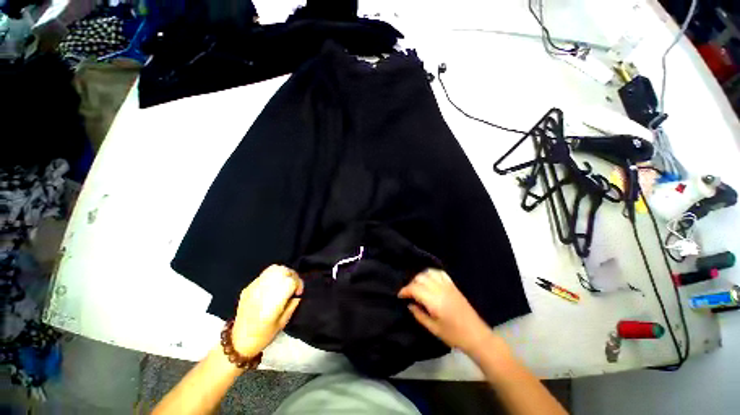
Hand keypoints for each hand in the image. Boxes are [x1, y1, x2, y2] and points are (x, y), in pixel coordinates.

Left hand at [231, 265, 303, 357]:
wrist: (238, 341)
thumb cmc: (264, 335)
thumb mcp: (283, 323)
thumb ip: (292, 304)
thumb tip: (297, 293)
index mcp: (272, 304)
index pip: (290, 282)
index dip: (298, 283)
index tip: (298, 292)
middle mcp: (262, 292)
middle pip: (283, 271)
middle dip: (292, 276)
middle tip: (293, 285)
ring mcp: (254, 288)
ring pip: (274, 269)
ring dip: (284, 273)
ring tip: (285, 282)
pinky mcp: (248, 287)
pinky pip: (265, 274)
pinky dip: (274, 275)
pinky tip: (274, 285)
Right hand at [398, 269, 492, 353]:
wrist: (476, 335)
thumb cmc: (454, 335)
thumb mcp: (433, 329)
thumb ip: (419, 315)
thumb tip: (409, 304)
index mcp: (434, 301)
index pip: (414, 288)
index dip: (405, 290)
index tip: (400, 295)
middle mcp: (440, 289)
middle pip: (420, 278)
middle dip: (411, 283)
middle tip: (408, 293)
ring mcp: (447, 285)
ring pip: (429, 273)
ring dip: (420, 277)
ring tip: (417, 286)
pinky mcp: (453, 285)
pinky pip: (439, 273)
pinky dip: (431, 273)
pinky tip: (429, 279)